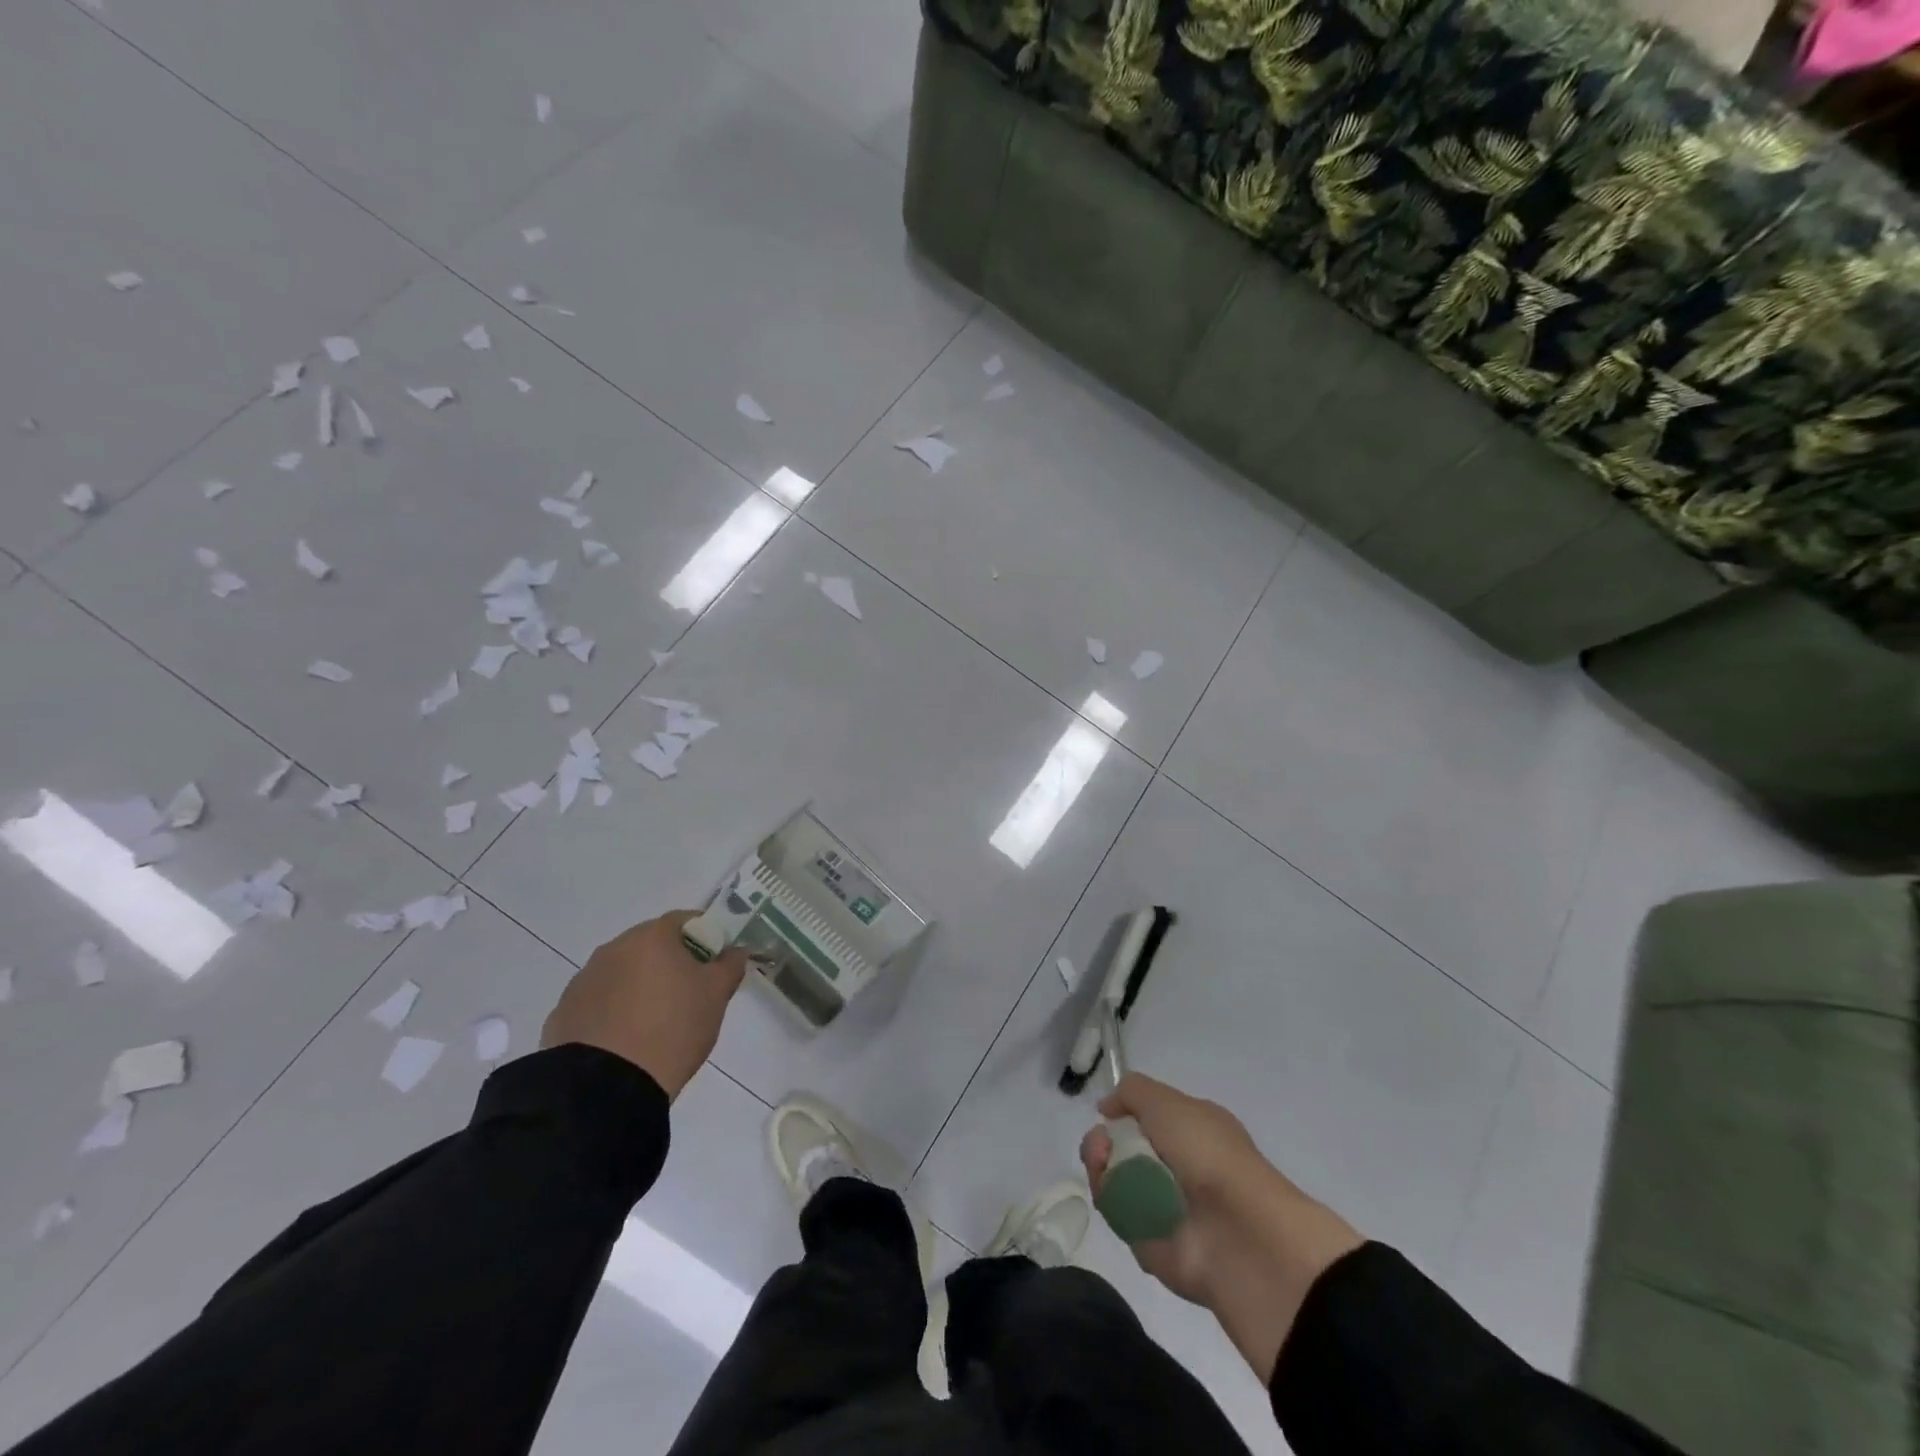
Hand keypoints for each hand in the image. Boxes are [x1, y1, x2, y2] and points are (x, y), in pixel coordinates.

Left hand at [542, 911, 747, 1098]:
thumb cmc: (672, 1029)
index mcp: (651, 936)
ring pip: (623, 973)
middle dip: (671, 963)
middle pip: (651, 945)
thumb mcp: (716, 996)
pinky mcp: (563, 1014)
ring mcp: (583, 981)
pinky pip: (599, 1002)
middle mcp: (613, 949)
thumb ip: (730, 966)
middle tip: (690, 995)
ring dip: (640, 987)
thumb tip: (735, 951)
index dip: (706, 938)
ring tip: (655, 1024)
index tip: (716, 964)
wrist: (605, 1088)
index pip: (686, 920)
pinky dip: (615, 1012)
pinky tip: (626, 1041)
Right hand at [1080, 1073, 1362, 1380]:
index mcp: (1191, 1130)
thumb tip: (1106, 1108)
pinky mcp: (1151, 1241)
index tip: (1105, 1115)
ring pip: (1113, 1180)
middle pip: (1120, 1148)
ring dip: (1100, 1169)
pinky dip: (1111, 1204)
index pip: (1144, 1117)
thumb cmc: (1207, 1153)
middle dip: (1100, 1142)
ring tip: (1104, 1169)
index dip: (1121, 1114)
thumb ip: (1132, 1092)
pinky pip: (1118, 1216)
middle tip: (1101, 1148)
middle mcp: (1178, 1165)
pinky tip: (1114, 1198)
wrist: (1237, 1232)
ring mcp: (1163, 1204)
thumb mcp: (1168, 1102)